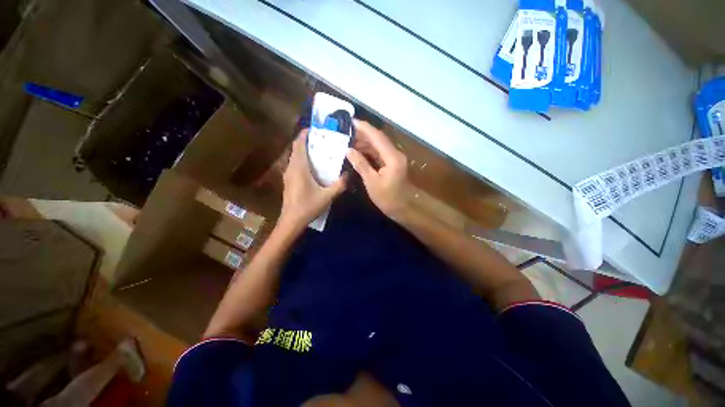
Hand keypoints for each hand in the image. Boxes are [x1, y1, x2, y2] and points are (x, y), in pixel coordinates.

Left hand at [279, 129, 346, 230]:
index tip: (315, 128)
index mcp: (299, 167)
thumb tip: (349, 174)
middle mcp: (291, 167)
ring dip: (305, 150)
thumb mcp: (327, 196)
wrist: (291, 221)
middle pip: (296, 148)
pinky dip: (303, 160)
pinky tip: (314, 166)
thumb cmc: (308, 206)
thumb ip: (340, 184)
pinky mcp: (289, 180)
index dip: (305, 134)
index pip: (299, 144)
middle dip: (307, 141)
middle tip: (322, 139)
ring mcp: (288, 174)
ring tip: (319, 150)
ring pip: (295, 156)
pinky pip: (295, 164)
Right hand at [346, 120, 410, 219]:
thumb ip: (361, 164)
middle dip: (363, 134)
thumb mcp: (371, 182)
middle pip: (378, 139)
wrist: (403, 208)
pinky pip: (379, 153)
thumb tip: (348, 150)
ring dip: (365, 142)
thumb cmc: (387, 198)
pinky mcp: (392, 163)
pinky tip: (358, 150)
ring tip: (348, 140)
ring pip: (378, 145)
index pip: (377, 137)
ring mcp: (394, 158)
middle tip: (346, 131)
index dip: (364, 128)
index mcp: (392, 157)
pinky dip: (369, 150)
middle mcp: (395, 154)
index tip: (350, 121)